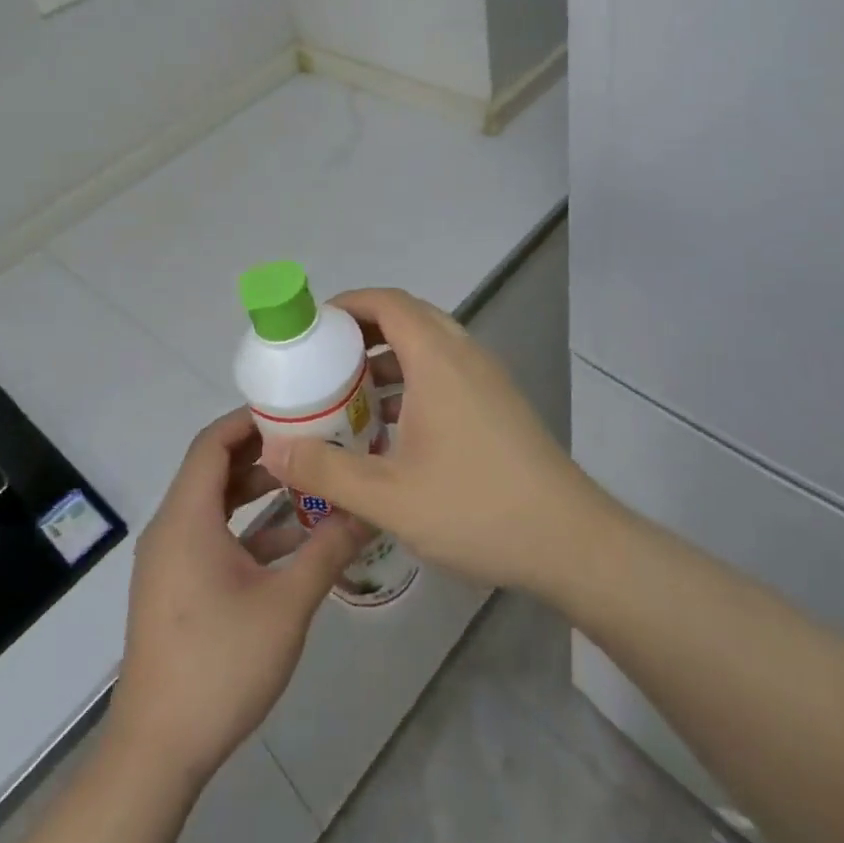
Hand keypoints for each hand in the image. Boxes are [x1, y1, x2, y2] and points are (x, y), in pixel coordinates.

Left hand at [107, 408, 368, 787]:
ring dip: (258, 492)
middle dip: (263, 452)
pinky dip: (248, 529)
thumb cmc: (219, 665)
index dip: (250, 419)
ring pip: (215, 506)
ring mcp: (171, 561)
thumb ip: (328, 550)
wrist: (156, 752)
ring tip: (310, 481)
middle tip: (314, 440)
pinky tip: (293, 540)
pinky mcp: (176, 588)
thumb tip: (369, 510)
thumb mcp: (286, 604)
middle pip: (215, 469)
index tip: (295, 409)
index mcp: (187, 517)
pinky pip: (212, 537)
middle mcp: (172, 528)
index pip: (213, 442)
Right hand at [256, 288, 605, 593]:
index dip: (349, 303)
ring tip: (352, 396)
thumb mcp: (388, 497)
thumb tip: (275, 450)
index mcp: (438, 359)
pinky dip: (415, 382)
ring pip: (430, 347)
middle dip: (364, 332)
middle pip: (409, 318)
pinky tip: (395, 431)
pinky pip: (447, 372)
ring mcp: (488, 378)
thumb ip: (327, 471)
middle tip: (326, 361)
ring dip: (390, 360)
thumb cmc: (475, 507)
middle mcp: (465, 355)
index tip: (313, 326)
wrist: (568, 539)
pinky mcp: (499, 404)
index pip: (389, 302)